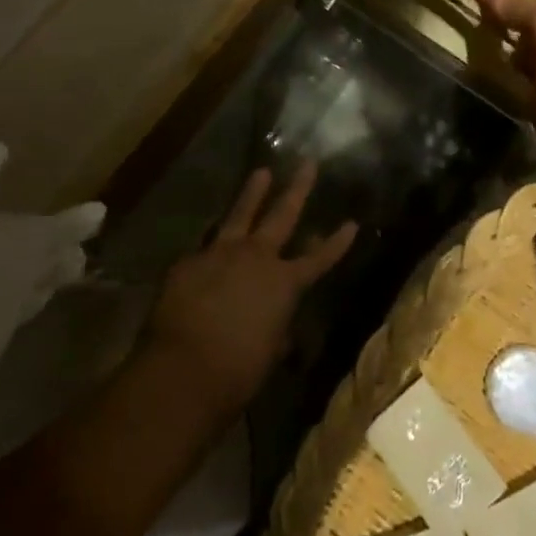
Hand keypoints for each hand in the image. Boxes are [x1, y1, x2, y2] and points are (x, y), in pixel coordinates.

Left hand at [142, 163, 356, 418]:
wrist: (183, 370)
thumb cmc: (237, 371)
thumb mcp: (268, 350)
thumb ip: (275, 328)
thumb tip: (274, 324)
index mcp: (284, 283)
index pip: (319, 258)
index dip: (337, 242)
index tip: (352, 222)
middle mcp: (257, 257)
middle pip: (281, 214)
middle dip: (297, 188)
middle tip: (307, 163)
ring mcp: (220, 253)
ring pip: (240, 213)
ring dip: (252, 192)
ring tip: (261, 172)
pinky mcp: (189, 261)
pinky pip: (204, 247)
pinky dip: (210, 247)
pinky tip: (206, 249)